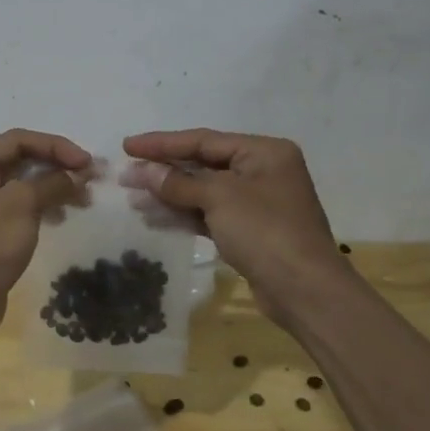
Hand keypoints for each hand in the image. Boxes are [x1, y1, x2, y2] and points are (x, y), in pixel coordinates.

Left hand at [0, 129, 91, 339]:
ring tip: (83, 199)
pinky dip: (41, 205)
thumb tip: (79, 173)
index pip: (16, 140)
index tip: (87, 162)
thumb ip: (51, 182)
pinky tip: (62, 215)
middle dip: (56, 166)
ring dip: (53, 186)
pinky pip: (18, 206)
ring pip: (21, 184)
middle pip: (18, 159)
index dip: (55, 146)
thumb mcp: (20, 206)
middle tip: (92, 178)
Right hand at [122, 129, 349, 322]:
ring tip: (132, 197)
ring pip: (204, 191)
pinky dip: (183, 214)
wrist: (304, 290)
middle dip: (163, 170)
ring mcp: (256, 203)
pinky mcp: (249, 231)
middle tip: (125, 175)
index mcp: (263, 152)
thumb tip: (144, 171)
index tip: (127, 146)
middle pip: (203, 164)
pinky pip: (209, 214)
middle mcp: (262, 171)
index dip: (162, 143)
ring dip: (169, 194)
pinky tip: (155, 217)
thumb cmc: (265, 231)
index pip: (203, 140)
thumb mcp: (219, 198)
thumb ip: (179, 182)